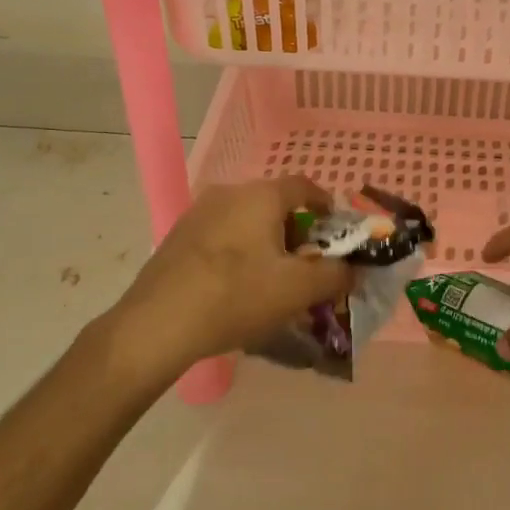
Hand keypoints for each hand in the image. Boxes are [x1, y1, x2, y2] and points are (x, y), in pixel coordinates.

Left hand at [112, 176, 353, 376]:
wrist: (157, 324)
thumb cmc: (237, 296)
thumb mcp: (298, 289)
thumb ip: (335, 275)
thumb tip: (352, 269)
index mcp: (261, 195)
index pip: (304, 186)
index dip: (325, 205)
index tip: (336, 230)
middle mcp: (229, 193)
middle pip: (274, 204)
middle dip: (296, 231)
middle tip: (307, 265)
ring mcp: (198, 213)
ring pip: (246, 221)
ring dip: (266, 243)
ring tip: (272, 280)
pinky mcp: (177, 237)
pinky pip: (221, 236)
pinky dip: (238, 253)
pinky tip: (236, 288)